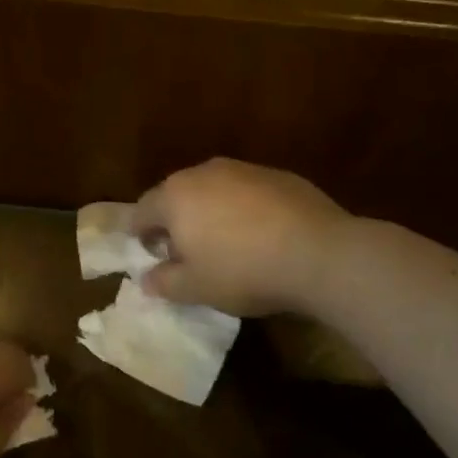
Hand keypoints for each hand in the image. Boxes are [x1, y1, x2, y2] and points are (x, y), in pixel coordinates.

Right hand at [133, 158, 350, 316]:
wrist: (318, 252)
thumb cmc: (243, 271)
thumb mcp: (195, 288)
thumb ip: (164, 282)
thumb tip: (147, 279)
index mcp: (175, 196)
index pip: (142, 211)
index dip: (140, 233)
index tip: (149, 253)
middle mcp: (204, 173)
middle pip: (176, 194)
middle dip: (175, 220)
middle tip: (184, 251)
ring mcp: (243, 169)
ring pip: (212, 189)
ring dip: (209, 211)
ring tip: (224, 242)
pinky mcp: (277, 174)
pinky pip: (246, 191)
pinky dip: (243, 208)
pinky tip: (260, 234)